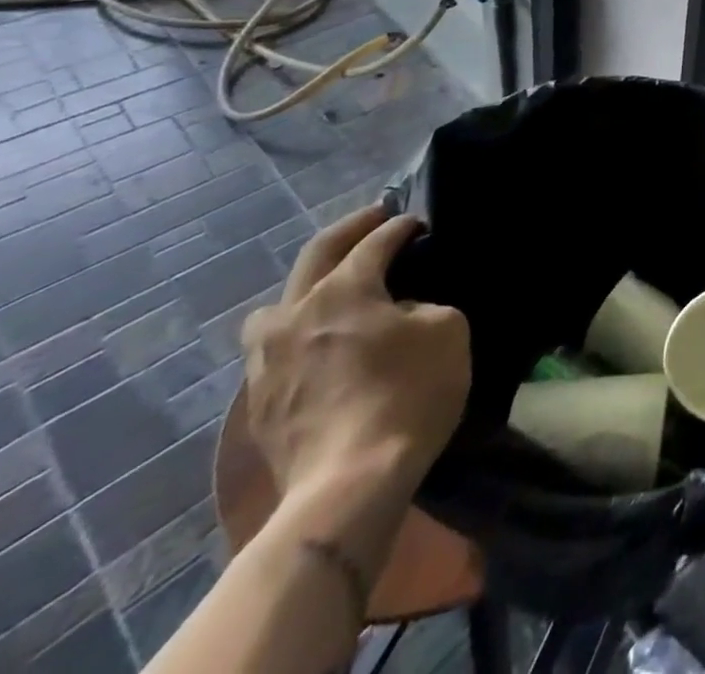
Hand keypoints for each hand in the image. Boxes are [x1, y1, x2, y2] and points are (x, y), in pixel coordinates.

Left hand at [241, 207, 469, 562]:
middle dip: (350, 231)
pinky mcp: (257, 402)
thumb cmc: (408, 394)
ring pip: (276, 306)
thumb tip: (400, 311)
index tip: (420, 222)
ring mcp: (266, 360)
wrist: (349, 485)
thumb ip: (423, 306)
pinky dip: (298, 334)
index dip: (402, 226)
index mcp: (342, 289)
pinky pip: (274, 350)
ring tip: (333, 294)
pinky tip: (321, 348)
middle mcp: (295, 313)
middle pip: (316, 255)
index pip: (375, 241)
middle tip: (375, 219)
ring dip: (307, 289)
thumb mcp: (446, 330)